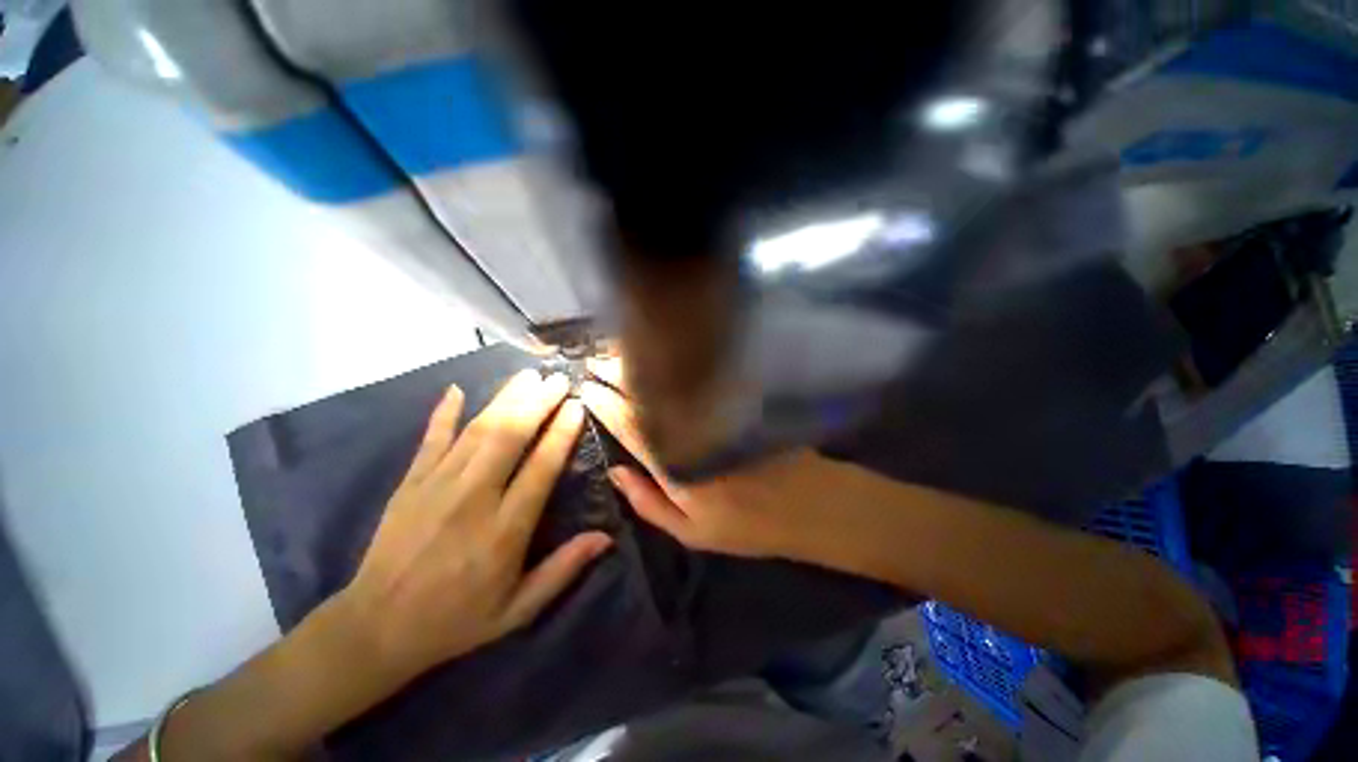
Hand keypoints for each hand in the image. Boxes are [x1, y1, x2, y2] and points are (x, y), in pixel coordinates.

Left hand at [340, 370, 612, 683]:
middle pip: (510, 437)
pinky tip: (456, 389)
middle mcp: (473, 499)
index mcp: (504, 531)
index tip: (576, 406)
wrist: (375, 629)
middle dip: (537, 403)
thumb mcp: (518, 609)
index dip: (561, 433)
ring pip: (478, 430)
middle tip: (558, 379)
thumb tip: (606, 538)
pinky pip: (430, 439)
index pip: (541, 468)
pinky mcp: (409, 483)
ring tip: (528, 376)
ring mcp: (436, 486)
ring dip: (506, 398)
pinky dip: (444, 413)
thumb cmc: (456, 620)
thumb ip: (563, 569)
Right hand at [581, 358, 845, 558]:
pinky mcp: (736, 400)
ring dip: (642, 364)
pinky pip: (696, 377)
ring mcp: (716, 410)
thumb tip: (614, 471)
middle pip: (649, 394)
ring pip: (672, 380)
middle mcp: (693, 429)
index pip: (631, 425)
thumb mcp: (692, 531)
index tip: (586, 388)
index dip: (606, 405)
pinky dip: (674, 366)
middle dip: (617, 374)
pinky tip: (661, 359)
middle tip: (594, 362)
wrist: (811, 504)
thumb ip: (648, 502)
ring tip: (617, 354)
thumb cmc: (749, 526)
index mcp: (676, 464)